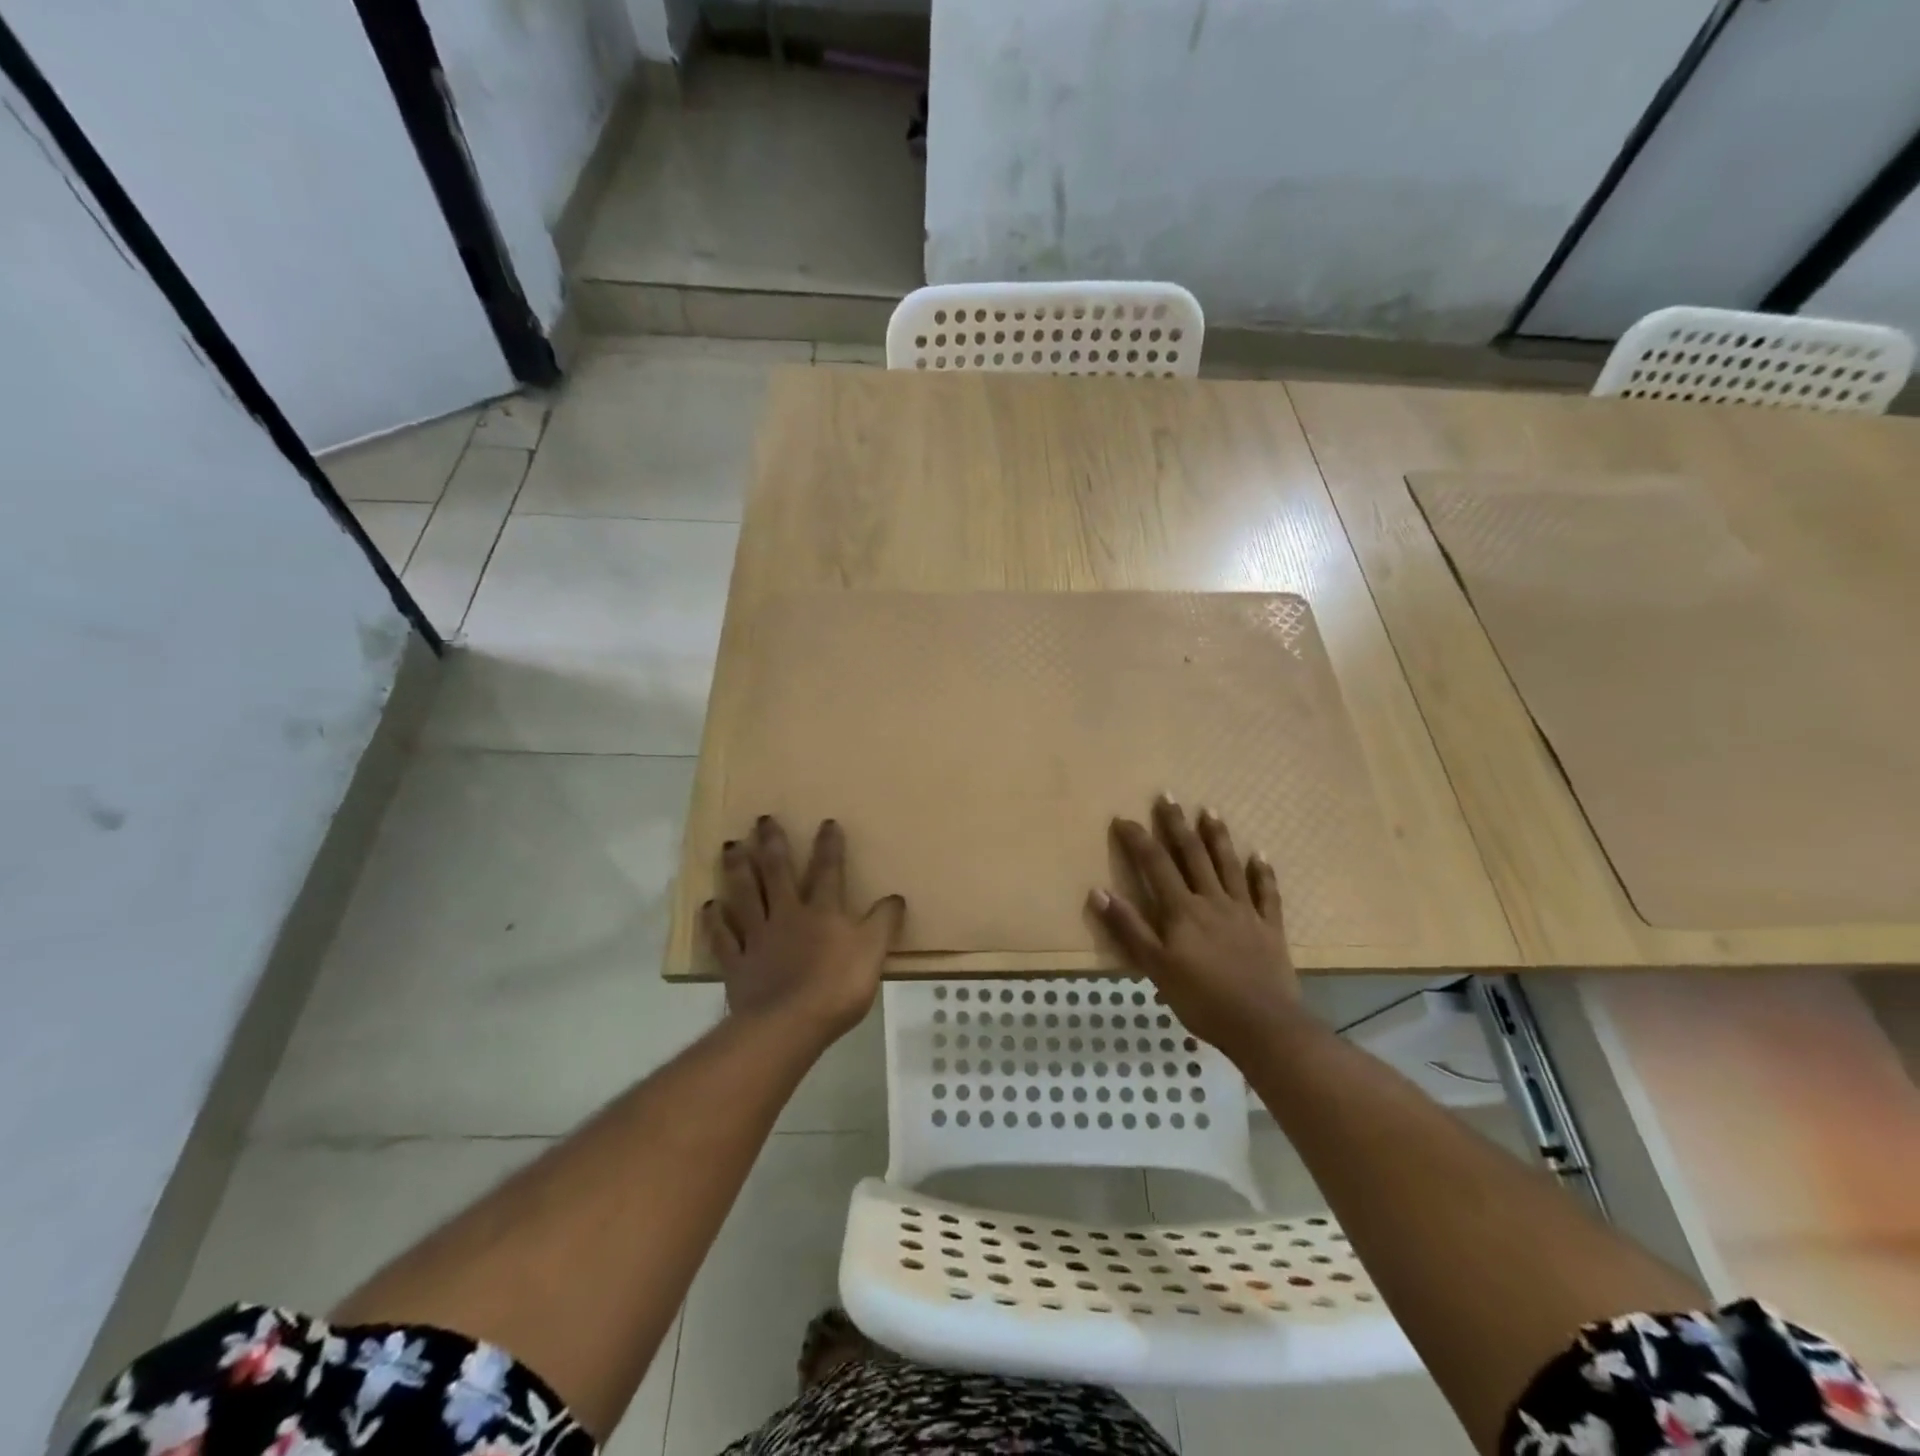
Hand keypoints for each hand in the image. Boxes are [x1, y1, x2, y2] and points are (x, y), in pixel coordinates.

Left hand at [703, 815, 904, 1043]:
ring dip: (738, 869)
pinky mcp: (737, 963)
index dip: (829, 846)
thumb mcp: (874, 952)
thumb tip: (895, 897)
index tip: (826, 822)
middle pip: (777, 873)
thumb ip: (884, 923)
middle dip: (772, 844)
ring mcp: (757, 937)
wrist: (790, 1024)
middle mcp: (787, 915)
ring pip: (745, 895)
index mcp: (822, 911)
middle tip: (762, 820)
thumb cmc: (837, 987)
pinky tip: (709, 906)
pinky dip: (715, 921)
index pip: (828, 870)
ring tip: (730, 846)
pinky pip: (723, 937)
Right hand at [1088, 796, 1301, 1060]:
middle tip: (1168, 796)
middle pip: (1192, 855)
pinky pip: (1266, 894)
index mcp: (1182, 910)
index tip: (1123, 818)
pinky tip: (1260, 856)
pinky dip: (1263, 873)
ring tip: (1210, 811)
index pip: (1155, 864)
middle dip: (1177, 825)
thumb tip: (1098, 891)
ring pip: (1229, 866)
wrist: (1264, 1026)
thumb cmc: (1202, 999)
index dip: (1138, 839)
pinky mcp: (1269, 928)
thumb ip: (1129, 928)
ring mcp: (1244, 912)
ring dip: (1218, 837)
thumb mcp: (1155, 967)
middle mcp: (1212, 901)